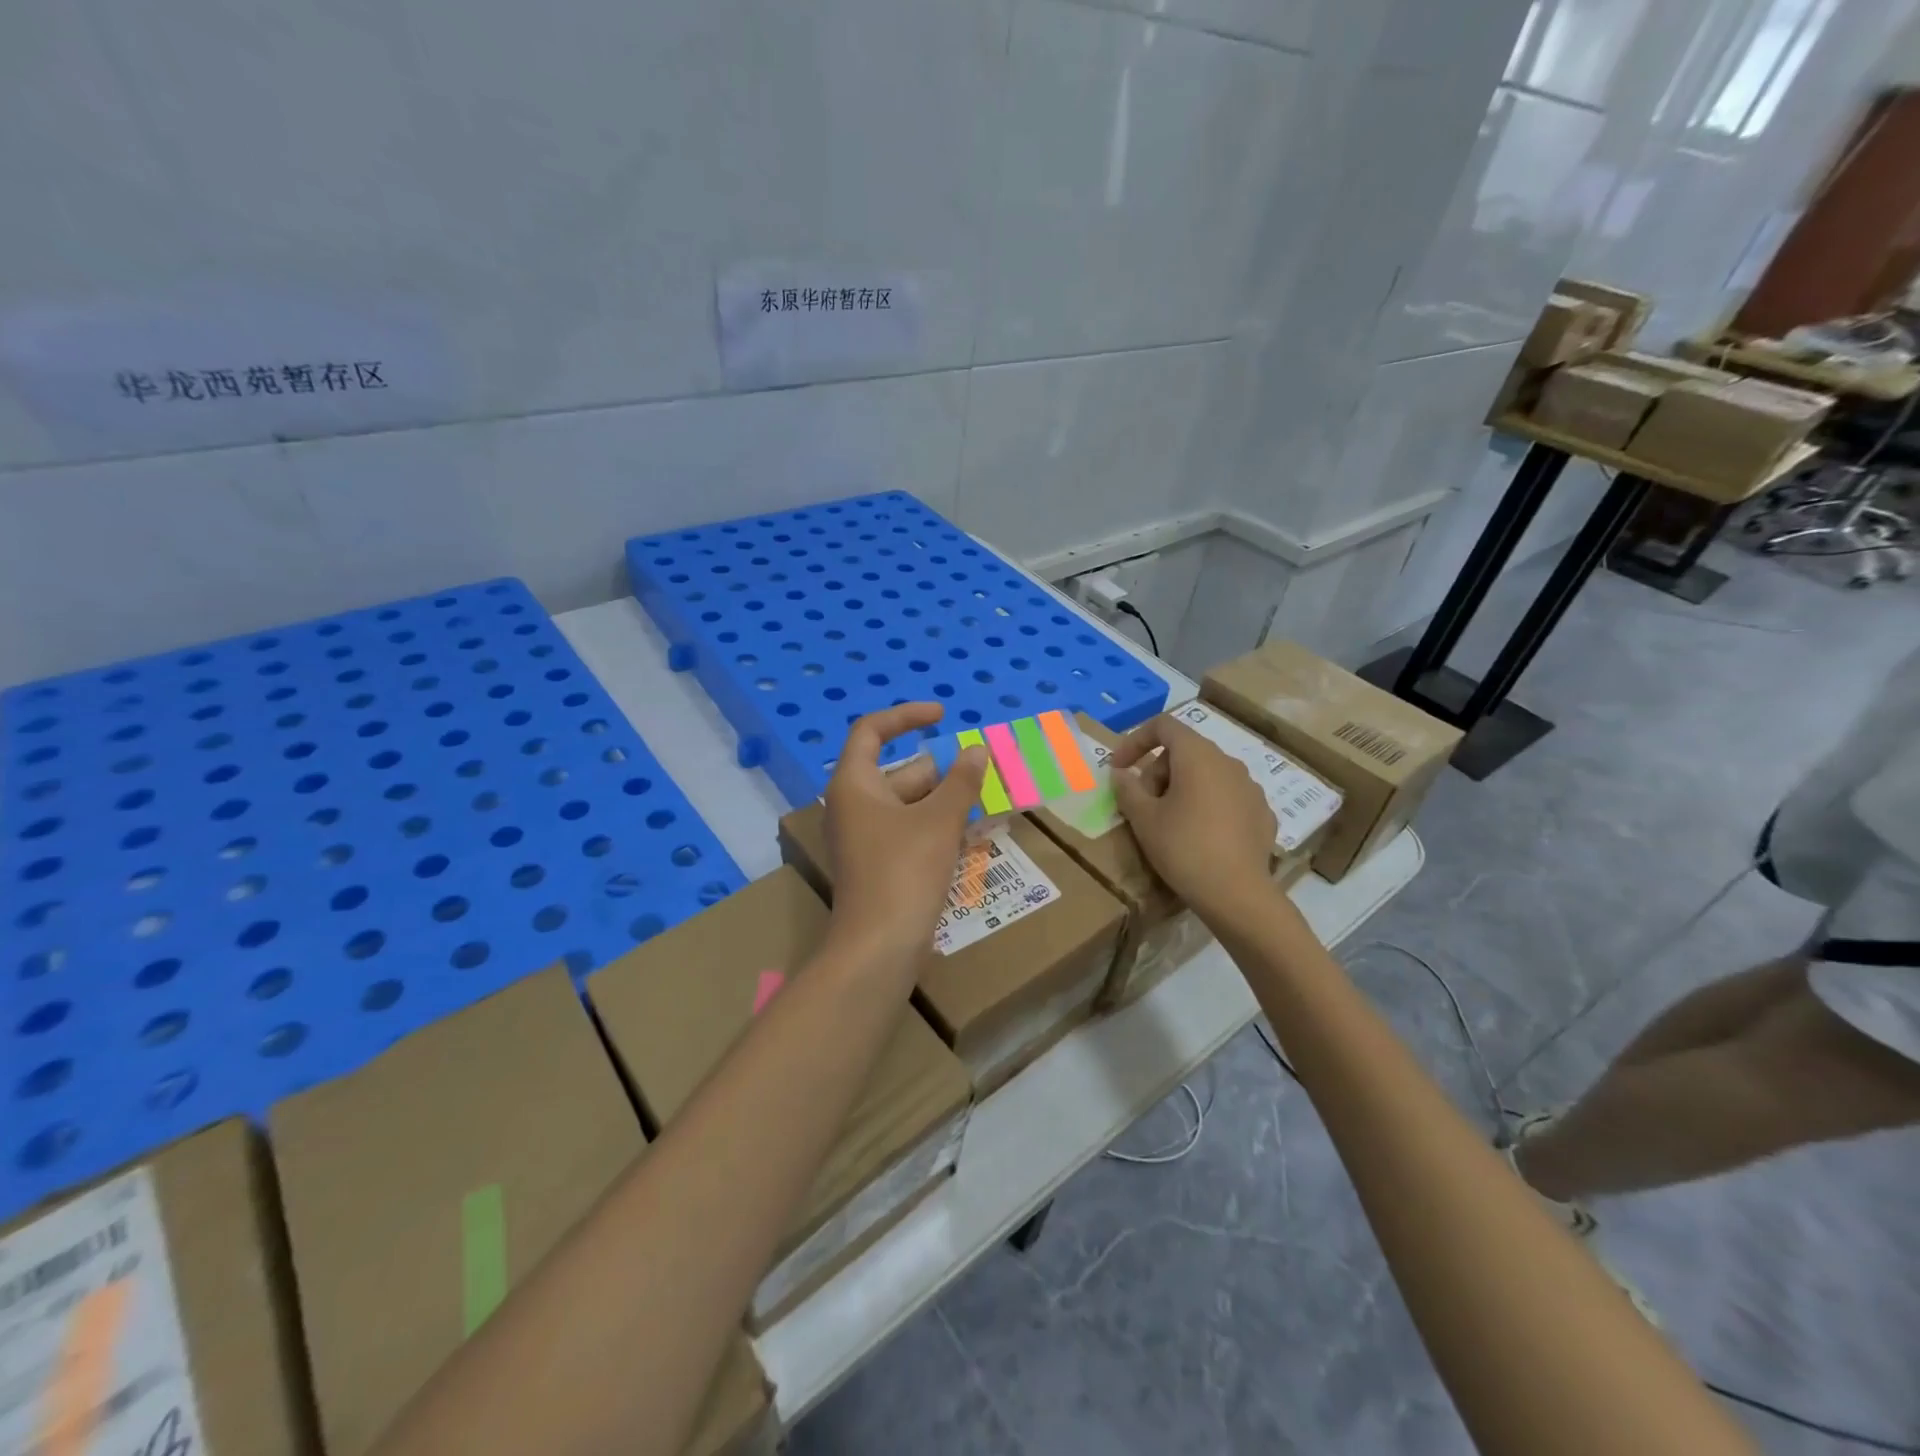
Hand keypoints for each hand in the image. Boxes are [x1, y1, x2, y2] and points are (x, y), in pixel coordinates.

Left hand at [822, 704, 987, 972]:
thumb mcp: (939, 820)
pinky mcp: (880, 864)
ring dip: (946, 799)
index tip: (943, 715)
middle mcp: (854, 805)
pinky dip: (938, 825)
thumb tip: (977, 750)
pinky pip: (911, 830)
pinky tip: (973, 831)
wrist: (879, 946)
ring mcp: (866, 837)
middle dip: (942, 769)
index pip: (872, 731)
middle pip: (899, 771)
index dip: (907, 716)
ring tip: (988, 798)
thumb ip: (961, 781)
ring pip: (909, 803)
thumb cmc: (904, 871)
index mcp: (855, 784)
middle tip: (984, 770)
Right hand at [1110, 713, 1277, 920]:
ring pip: (1207, 775)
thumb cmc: (1184, 848)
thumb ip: (1127, 789)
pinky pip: (1226, 798)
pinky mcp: (1262, 814)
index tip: (1119, 769)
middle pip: (1185, 751)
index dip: (1135, 741)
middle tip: (1142, 805)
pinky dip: (1207, 806)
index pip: (1163, 726)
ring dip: (1182, 788)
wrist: (1237, 894)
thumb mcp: (1143, 819)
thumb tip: (1121, 774)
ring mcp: (1251, 788)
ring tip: (1169, 822)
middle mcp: (1228, 762)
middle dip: (1157, 772)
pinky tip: (1200, 837)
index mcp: (1198, 756)